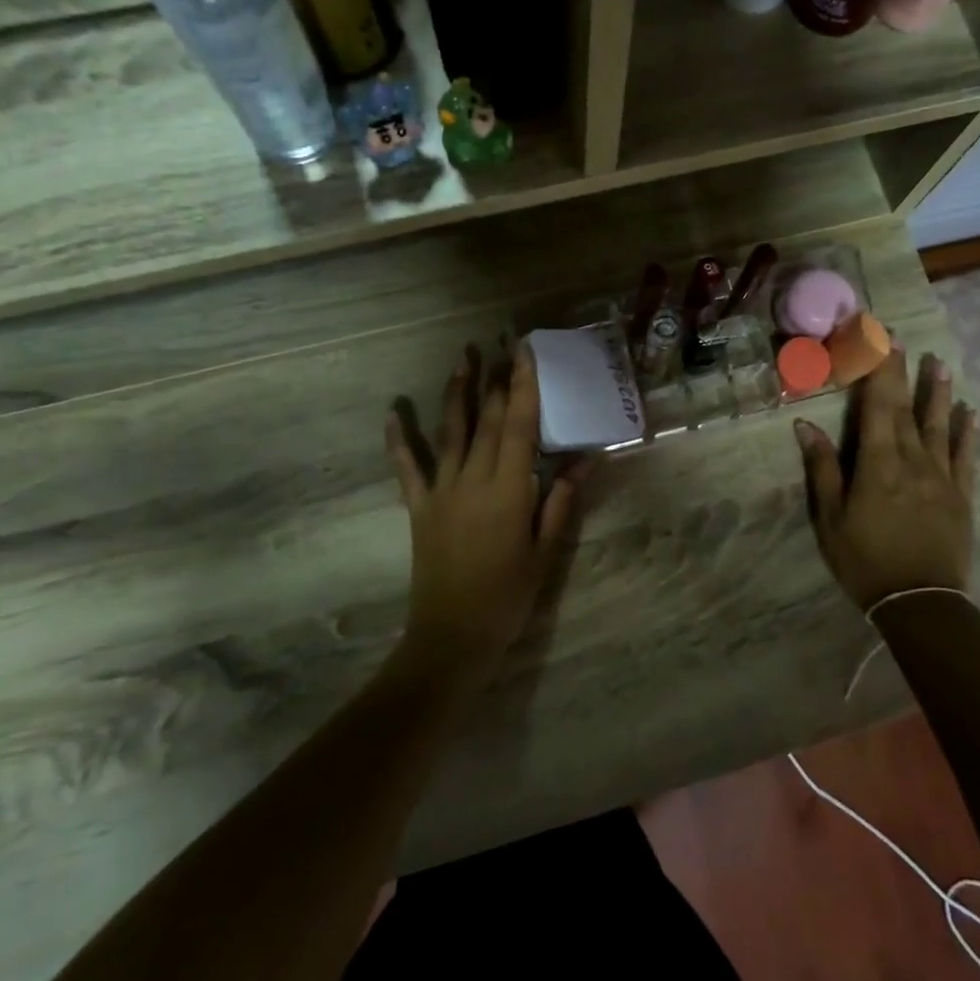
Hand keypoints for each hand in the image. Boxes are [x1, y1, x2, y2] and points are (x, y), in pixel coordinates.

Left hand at [386, 345, 587, 687]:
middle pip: (487, 419)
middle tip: (502, 344)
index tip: (525, 352)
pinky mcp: (419, 507)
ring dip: (456, 393)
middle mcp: (473, 479)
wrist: (453, 636)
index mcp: (509, 489)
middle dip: (496, 379)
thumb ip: (561, 501)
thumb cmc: (508, 596)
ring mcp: (441, 491)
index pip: (520, 425)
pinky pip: (407, 468)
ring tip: (462, 359)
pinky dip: (399, 440)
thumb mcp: (545, 551)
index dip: (523, 385)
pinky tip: (392, 413)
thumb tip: (587, 459)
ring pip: (450, 431)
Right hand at [795, 352, 978, 610]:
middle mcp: (913, 461)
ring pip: (939, 426)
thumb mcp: (830, 519)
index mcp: (878, 465)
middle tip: (901, 338)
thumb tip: (805, 426)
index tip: (876, 339)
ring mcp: (941, 477)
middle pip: (906, 409)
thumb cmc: (865, 560)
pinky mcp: (961, 496)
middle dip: (901, 372)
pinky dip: (965, 432)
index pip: (877, 406)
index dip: (877, 371)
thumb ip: (823, 469)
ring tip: (939, 363)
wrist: (920, 602)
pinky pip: (964, 456)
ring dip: (938, 393)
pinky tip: (968, 413)